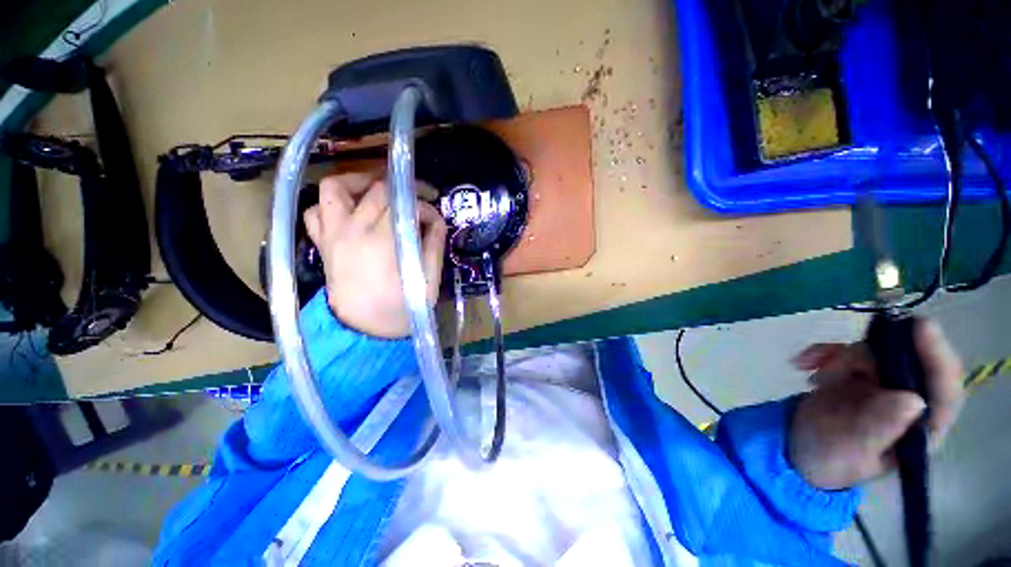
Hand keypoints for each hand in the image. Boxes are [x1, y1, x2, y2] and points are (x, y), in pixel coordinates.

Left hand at [303, 173, 447, 338]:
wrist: (366, 331)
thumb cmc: (402, 308)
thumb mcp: (429, 279)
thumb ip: (434, 244)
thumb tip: (436, 219)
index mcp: (383, 241)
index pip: (404, 202)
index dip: (423, 203)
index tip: (433, 215)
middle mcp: (353, 230)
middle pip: (376, 189)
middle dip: (402, 189)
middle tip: (416, 200)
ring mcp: (333, 235)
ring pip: (333, 188)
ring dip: (357, 182)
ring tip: (377, 190)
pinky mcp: (323, 244)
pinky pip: (316, 211)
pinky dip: (331, 204)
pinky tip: (349, 211)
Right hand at [788, 319, 964, 489]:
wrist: (798, 447)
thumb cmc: (830, 459)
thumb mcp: (852, 450)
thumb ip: (880, 428)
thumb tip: (915, 401)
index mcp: (921, 427)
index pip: (944, 389)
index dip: (937, 357)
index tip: (920, 327)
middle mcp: (910, 400)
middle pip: (906, 360)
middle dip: (866, 356)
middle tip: (831, 366)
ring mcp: (884, 384)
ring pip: (874, 350)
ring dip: (838, 356)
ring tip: (813, 377)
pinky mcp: (859, 372)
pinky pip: (845, 349)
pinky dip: (822, 352)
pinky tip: (802, 363)